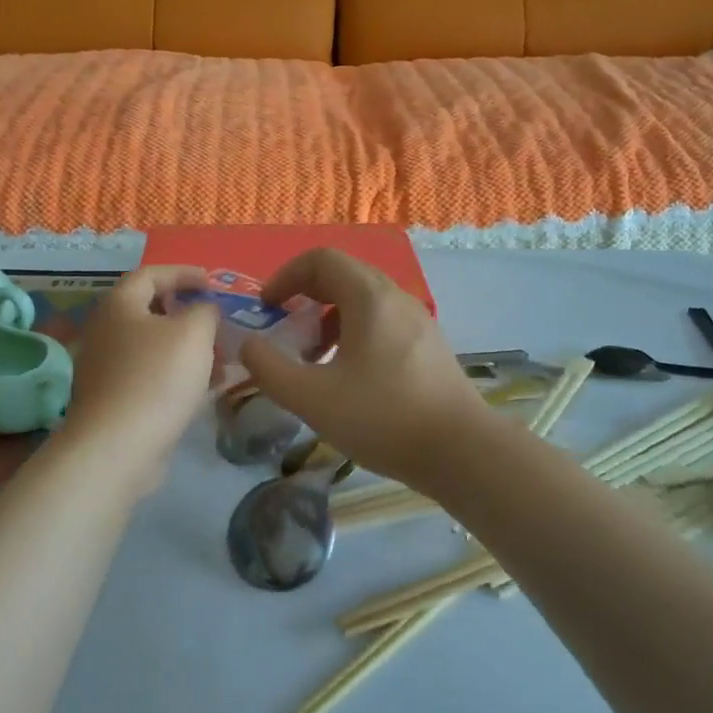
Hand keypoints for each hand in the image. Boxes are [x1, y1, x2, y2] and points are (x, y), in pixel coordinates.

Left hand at [57, 266, 219, 491]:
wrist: (117, 448)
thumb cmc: (156, 378)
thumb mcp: (194, 333)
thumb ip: (205, 311)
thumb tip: (203, 309)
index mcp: (119, 305)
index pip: (150, 274)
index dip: (183, 273)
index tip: (212, 282)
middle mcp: (106, 331)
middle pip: (151, 311)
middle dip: (189, 315)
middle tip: (218, 324)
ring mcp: (107, 368)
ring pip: (154, 347)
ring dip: (188, 349)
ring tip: (222, 362)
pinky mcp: (114, 400)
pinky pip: (151, 376)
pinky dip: (178, 375)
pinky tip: (205, 390)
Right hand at [239, 249, 494, 489]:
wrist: (464, 453)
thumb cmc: (384, 418)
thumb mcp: (312, 398)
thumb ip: (269, 368)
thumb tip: (248, 345)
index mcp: (369, 297)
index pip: (321, 259)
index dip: (286, 276)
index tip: (267, 308)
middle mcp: (396, 298)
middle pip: (343, 276)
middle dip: (305, 296)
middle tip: (284, 330)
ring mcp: (418, 322)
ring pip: (363, 301)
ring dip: (329, 317)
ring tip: (314, 357)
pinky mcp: (429, 347)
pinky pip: (382, 322)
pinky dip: (354, 333)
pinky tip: (349, 376)